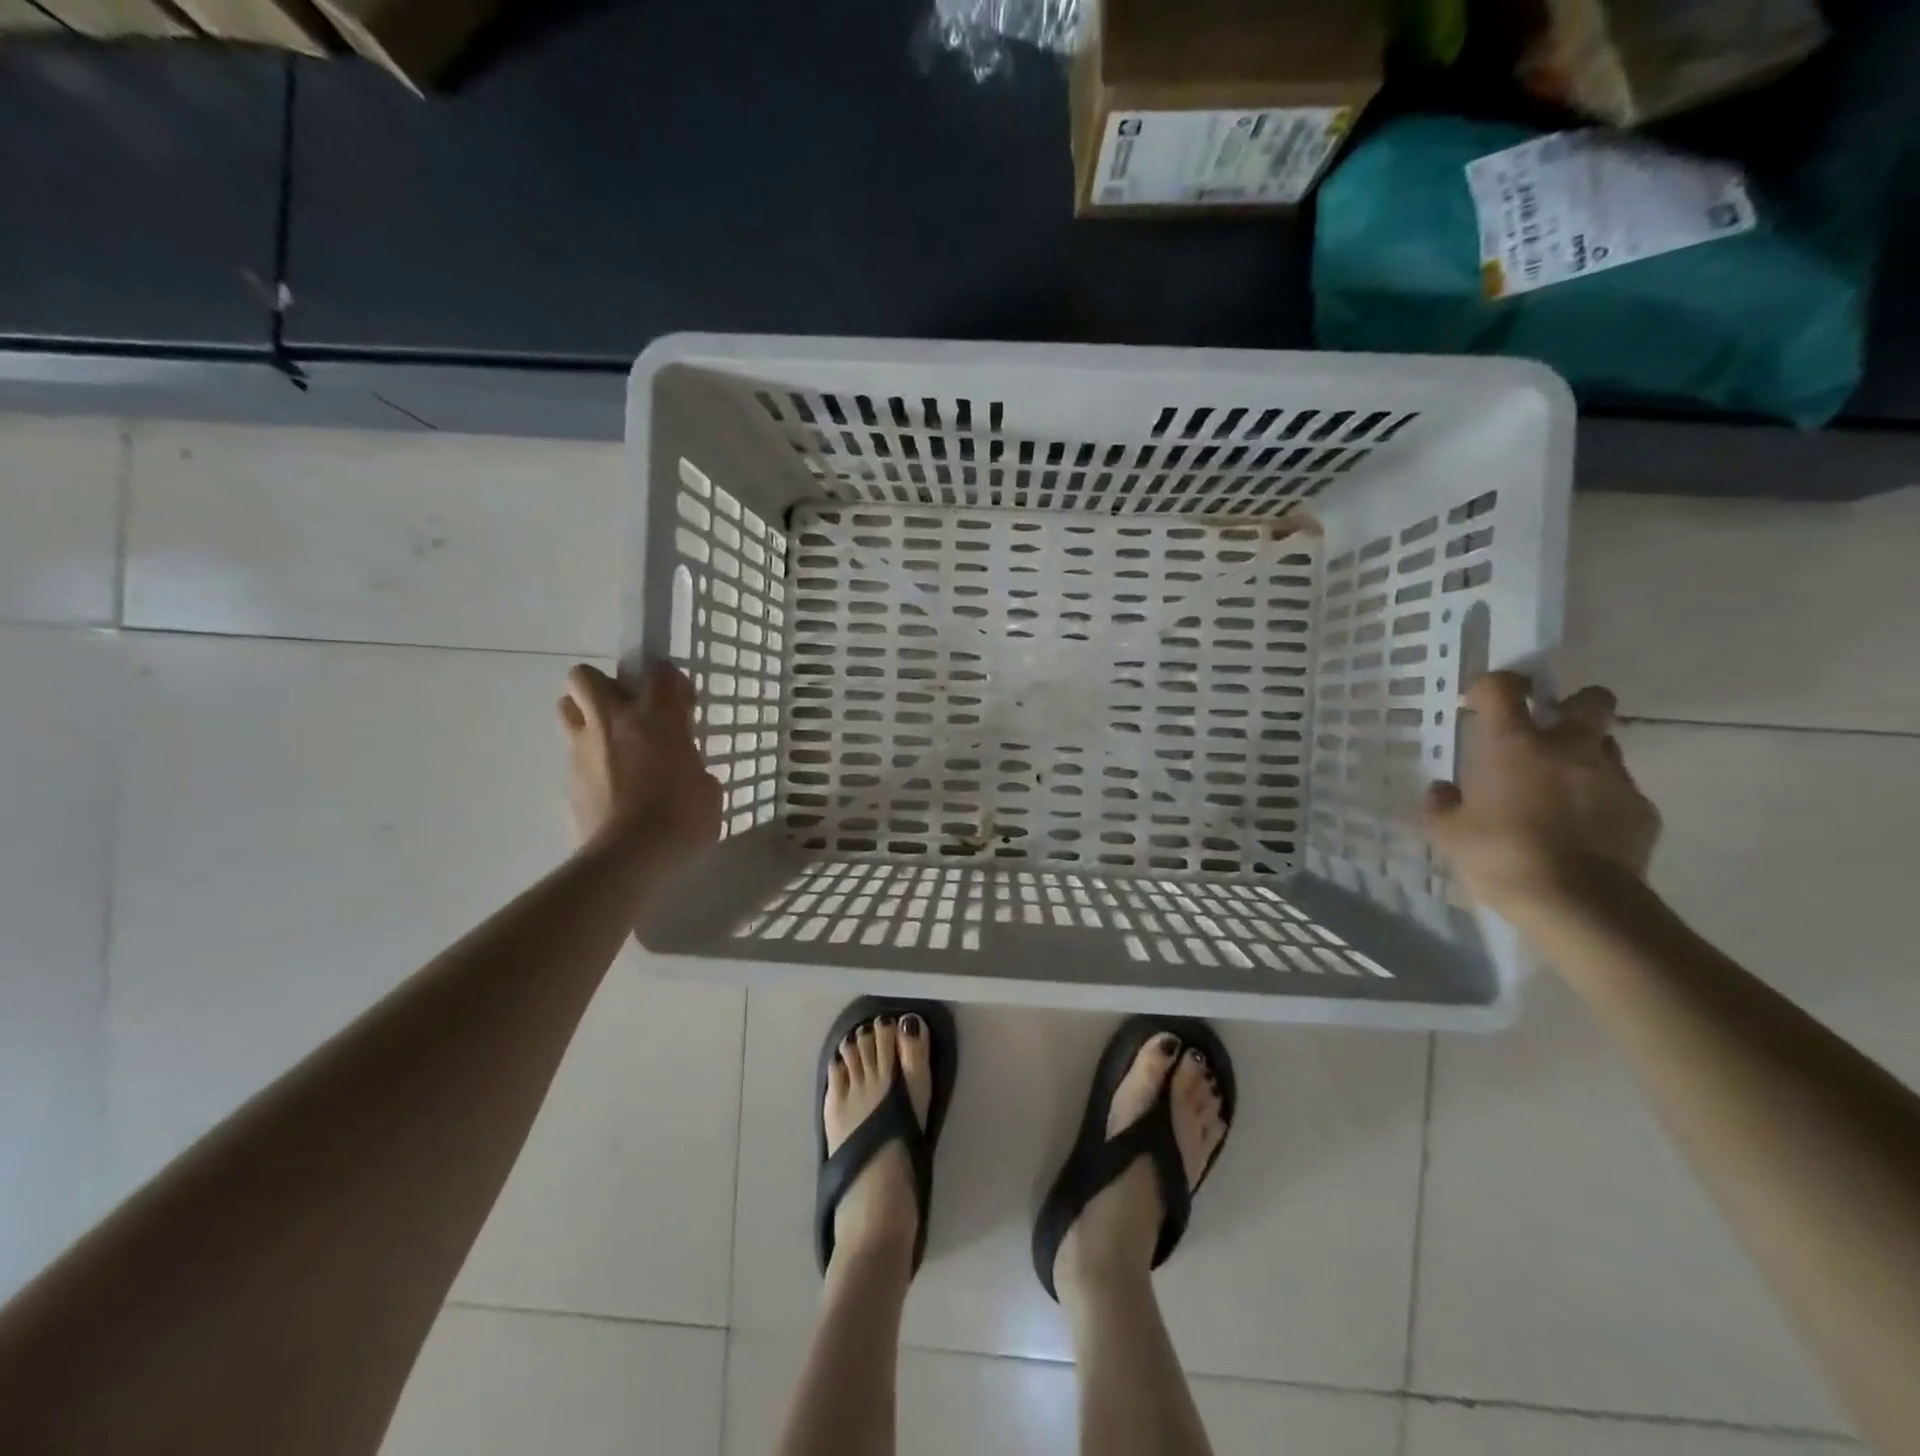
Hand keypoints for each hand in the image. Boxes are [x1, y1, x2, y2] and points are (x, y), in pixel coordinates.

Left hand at [559, 661, 721, 859]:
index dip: (671, 682)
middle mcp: (614, 721)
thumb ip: (692, 766)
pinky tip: (612, 787)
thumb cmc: (681, 818)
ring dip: (588, 717)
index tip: (682, 704)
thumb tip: (683, 770)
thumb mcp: (707, 788)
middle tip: (629, 712)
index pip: (660, 672)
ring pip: (568, 709)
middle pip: (586, 677)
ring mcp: (583, 749)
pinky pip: (574, 755)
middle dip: (605, 686)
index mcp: (656, 716)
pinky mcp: (568, 780)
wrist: (630, 858)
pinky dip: (591, 761)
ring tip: (613, 744)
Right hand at [1424, 672, 1660, 915]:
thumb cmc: (1500, 855)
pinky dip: (1599, 800)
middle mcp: (1568, 748)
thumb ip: (1443, 805)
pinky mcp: (1642, 810)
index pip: (1503, 689)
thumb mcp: (1448, 833)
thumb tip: (1445, 790)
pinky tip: (1582, 830)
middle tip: (1548, 731)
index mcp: (1513, 745)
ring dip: (1584, 756)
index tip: (1480, 702)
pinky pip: (1619, 791)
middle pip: (1590, 700)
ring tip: (1560, 789)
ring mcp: (1612, 776)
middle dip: (1572, 706)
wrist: (1577, 903)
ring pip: (1606, 746)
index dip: (1491, 686)